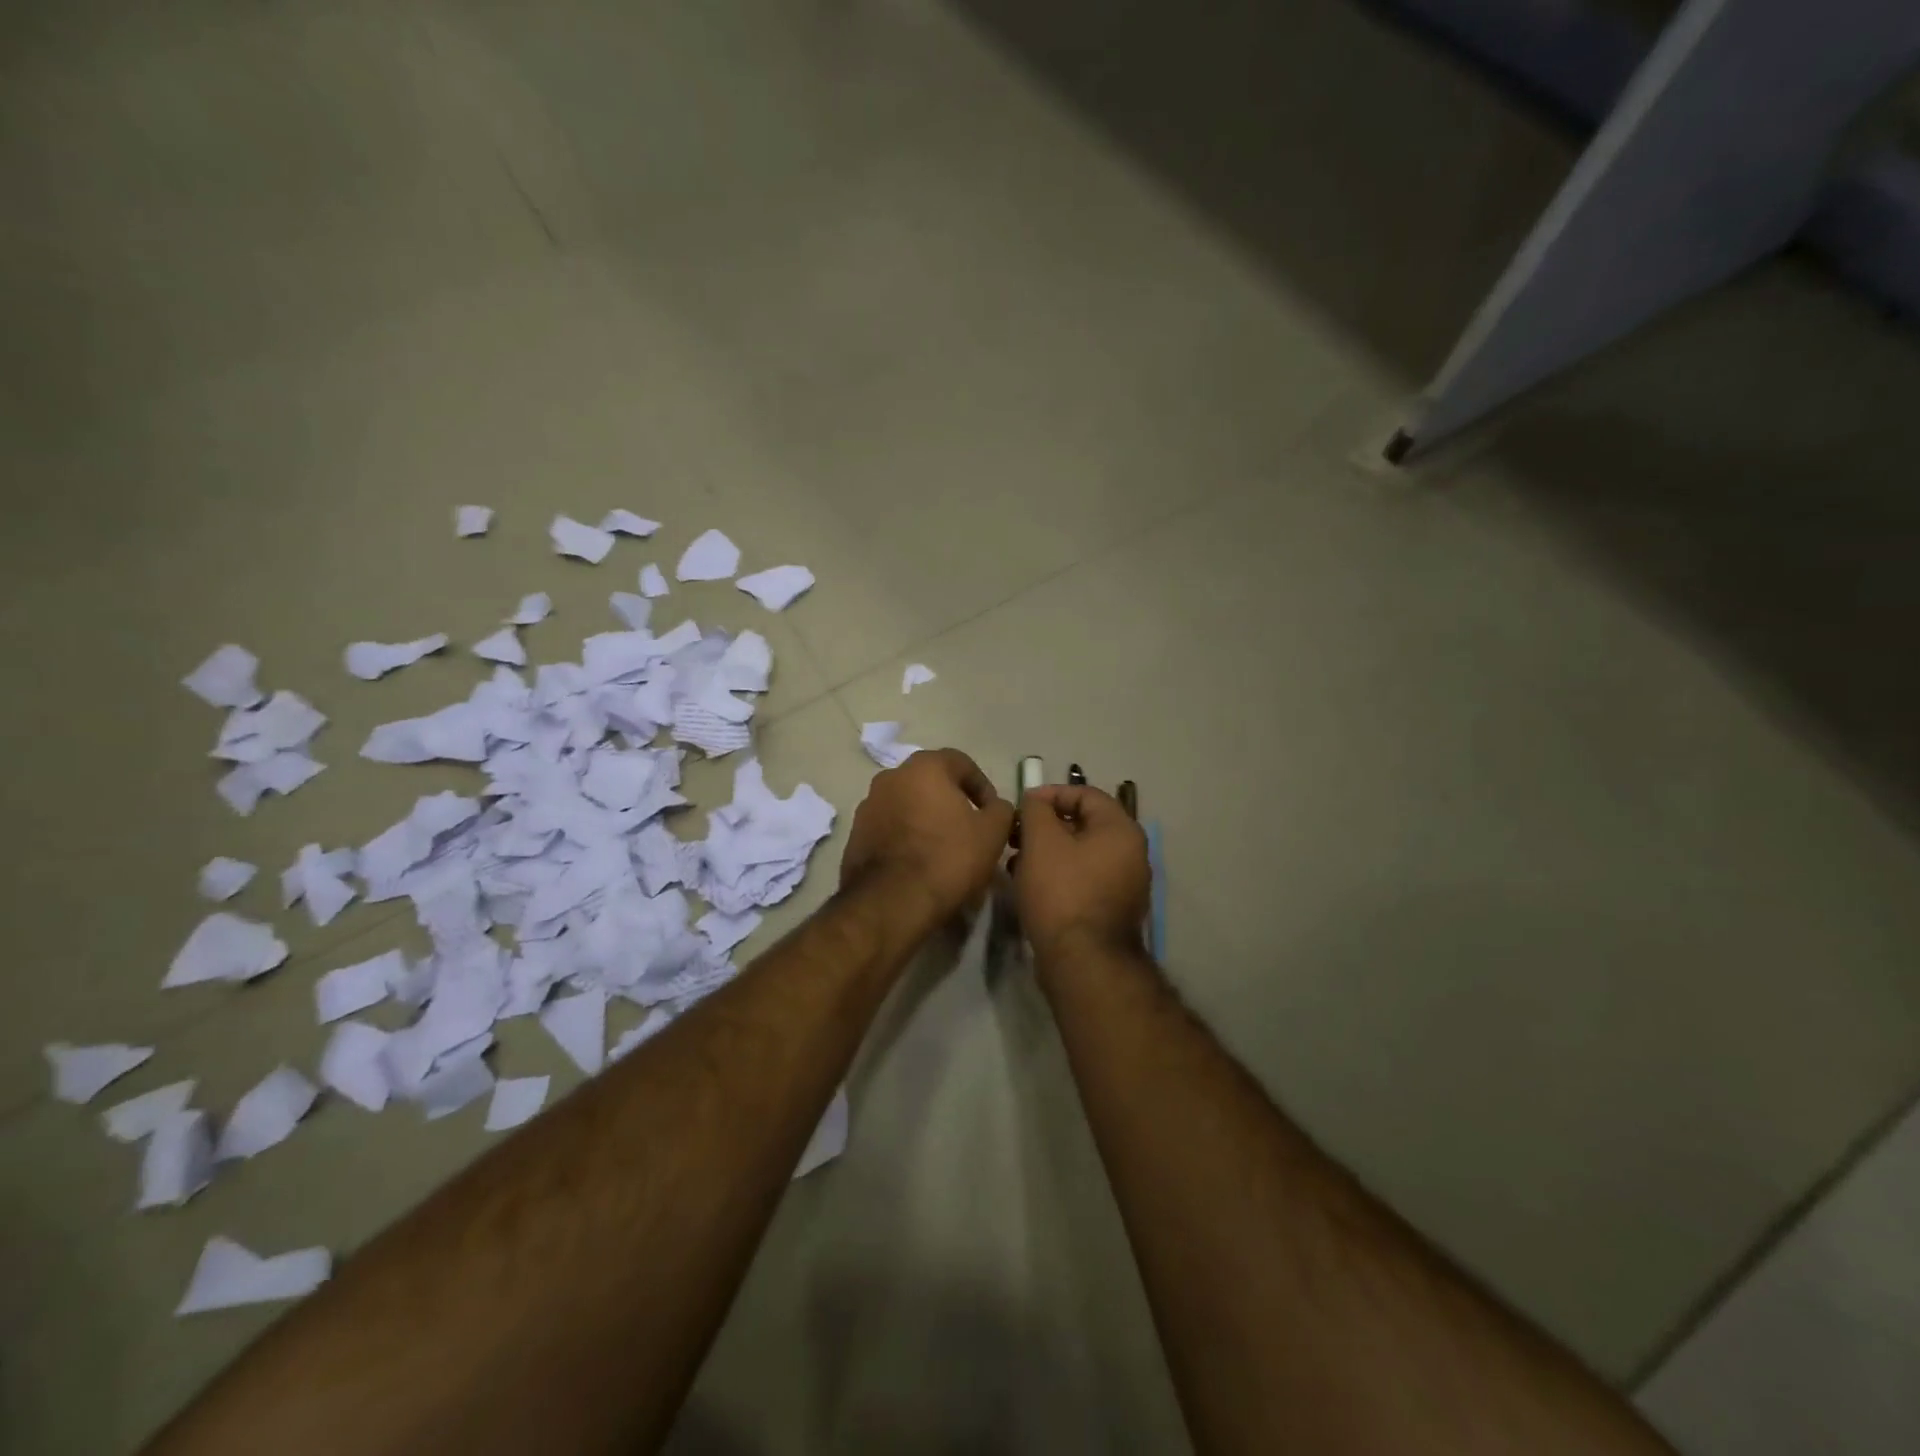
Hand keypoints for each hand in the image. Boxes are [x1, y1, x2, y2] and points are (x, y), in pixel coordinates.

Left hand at [840, 748, 1015, 930]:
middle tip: (969, 830)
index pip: (962, 763)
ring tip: (944, 849)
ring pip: (908, 805)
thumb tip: (995, 807)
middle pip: (931, 782)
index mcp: (924, 767)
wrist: (891, 901)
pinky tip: (919, 863)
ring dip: (927, 819)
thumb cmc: (948, 857)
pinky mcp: (855, 834)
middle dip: (952, 802)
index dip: (982, 787)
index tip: (993, 814)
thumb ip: (1001, 810)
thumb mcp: (992, 832)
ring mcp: (868, 805)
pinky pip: (889, 827)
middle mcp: (891, 776)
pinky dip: (906, 837)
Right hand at [1012, 785, 1150, 960]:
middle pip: (1084, 824)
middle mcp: (1132, 854)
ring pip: (1081, 854)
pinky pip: (1084, 879)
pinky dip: (1059, 875)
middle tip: (1016, 835)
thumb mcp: (1041, 841)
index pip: (1086, 794)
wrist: (1082, 961)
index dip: (1051, 794)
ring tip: (1017, 862)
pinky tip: (1031, 886)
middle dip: (1046, 826)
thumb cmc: (1062, 892)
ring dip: (1048, 852)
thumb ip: (1036, 810)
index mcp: (1121, 830)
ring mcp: (1125, 885)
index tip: (1022, 805)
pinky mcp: (1112, 910)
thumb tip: (1036, 801)